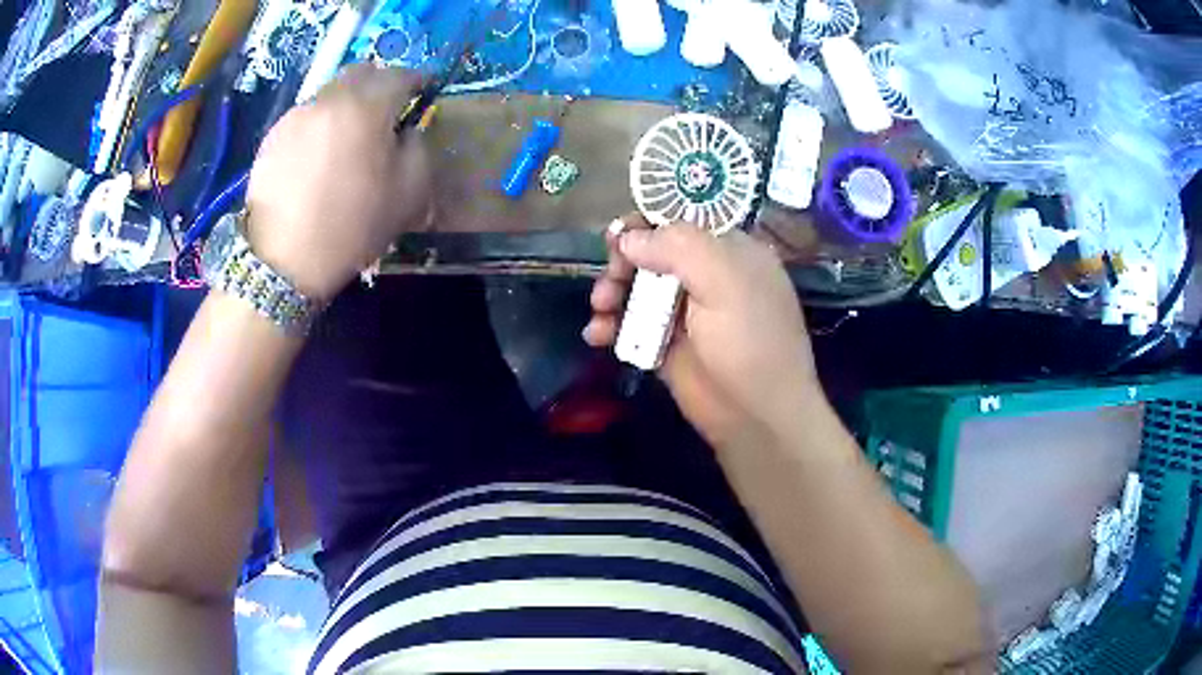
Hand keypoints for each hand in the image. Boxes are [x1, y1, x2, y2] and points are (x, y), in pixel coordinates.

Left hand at [244, 65, 431, 301]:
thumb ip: (419, 149)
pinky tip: (318, 157)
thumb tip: (408, 131)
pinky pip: (306, 116)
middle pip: (361, 72)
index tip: (424, 93)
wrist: (281, 261)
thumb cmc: (350, 227)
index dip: (418, 81)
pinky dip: (320, 124)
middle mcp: (329, 99)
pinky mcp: (273, 135)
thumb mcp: (409, 194)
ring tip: (347, 139)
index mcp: (366, 107)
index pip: (401, 75)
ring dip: (347, 104)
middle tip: (386, 111)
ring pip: (331, 92)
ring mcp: (296, 115)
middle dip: (379, 84)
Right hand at [585, 214, 821, 446]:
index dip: (646, 224)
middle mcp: (706, 276)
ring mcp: (684, 312)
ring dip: (611, 294)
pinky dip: (610, 326)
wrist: (756, 418)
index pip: (681, 220)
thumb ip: (677, 247)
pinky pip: (629, 324)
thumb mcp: (724, 281)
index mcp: (729, 251)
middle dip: (623, 263)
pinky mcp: (665, 345)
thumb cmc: (750, 342)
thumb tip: (628, 237)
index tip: (617, 236)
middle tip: (610, 282)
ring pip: (635, 288)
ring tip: (600, 310)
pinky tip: (597, 336)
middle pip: (651, 253)